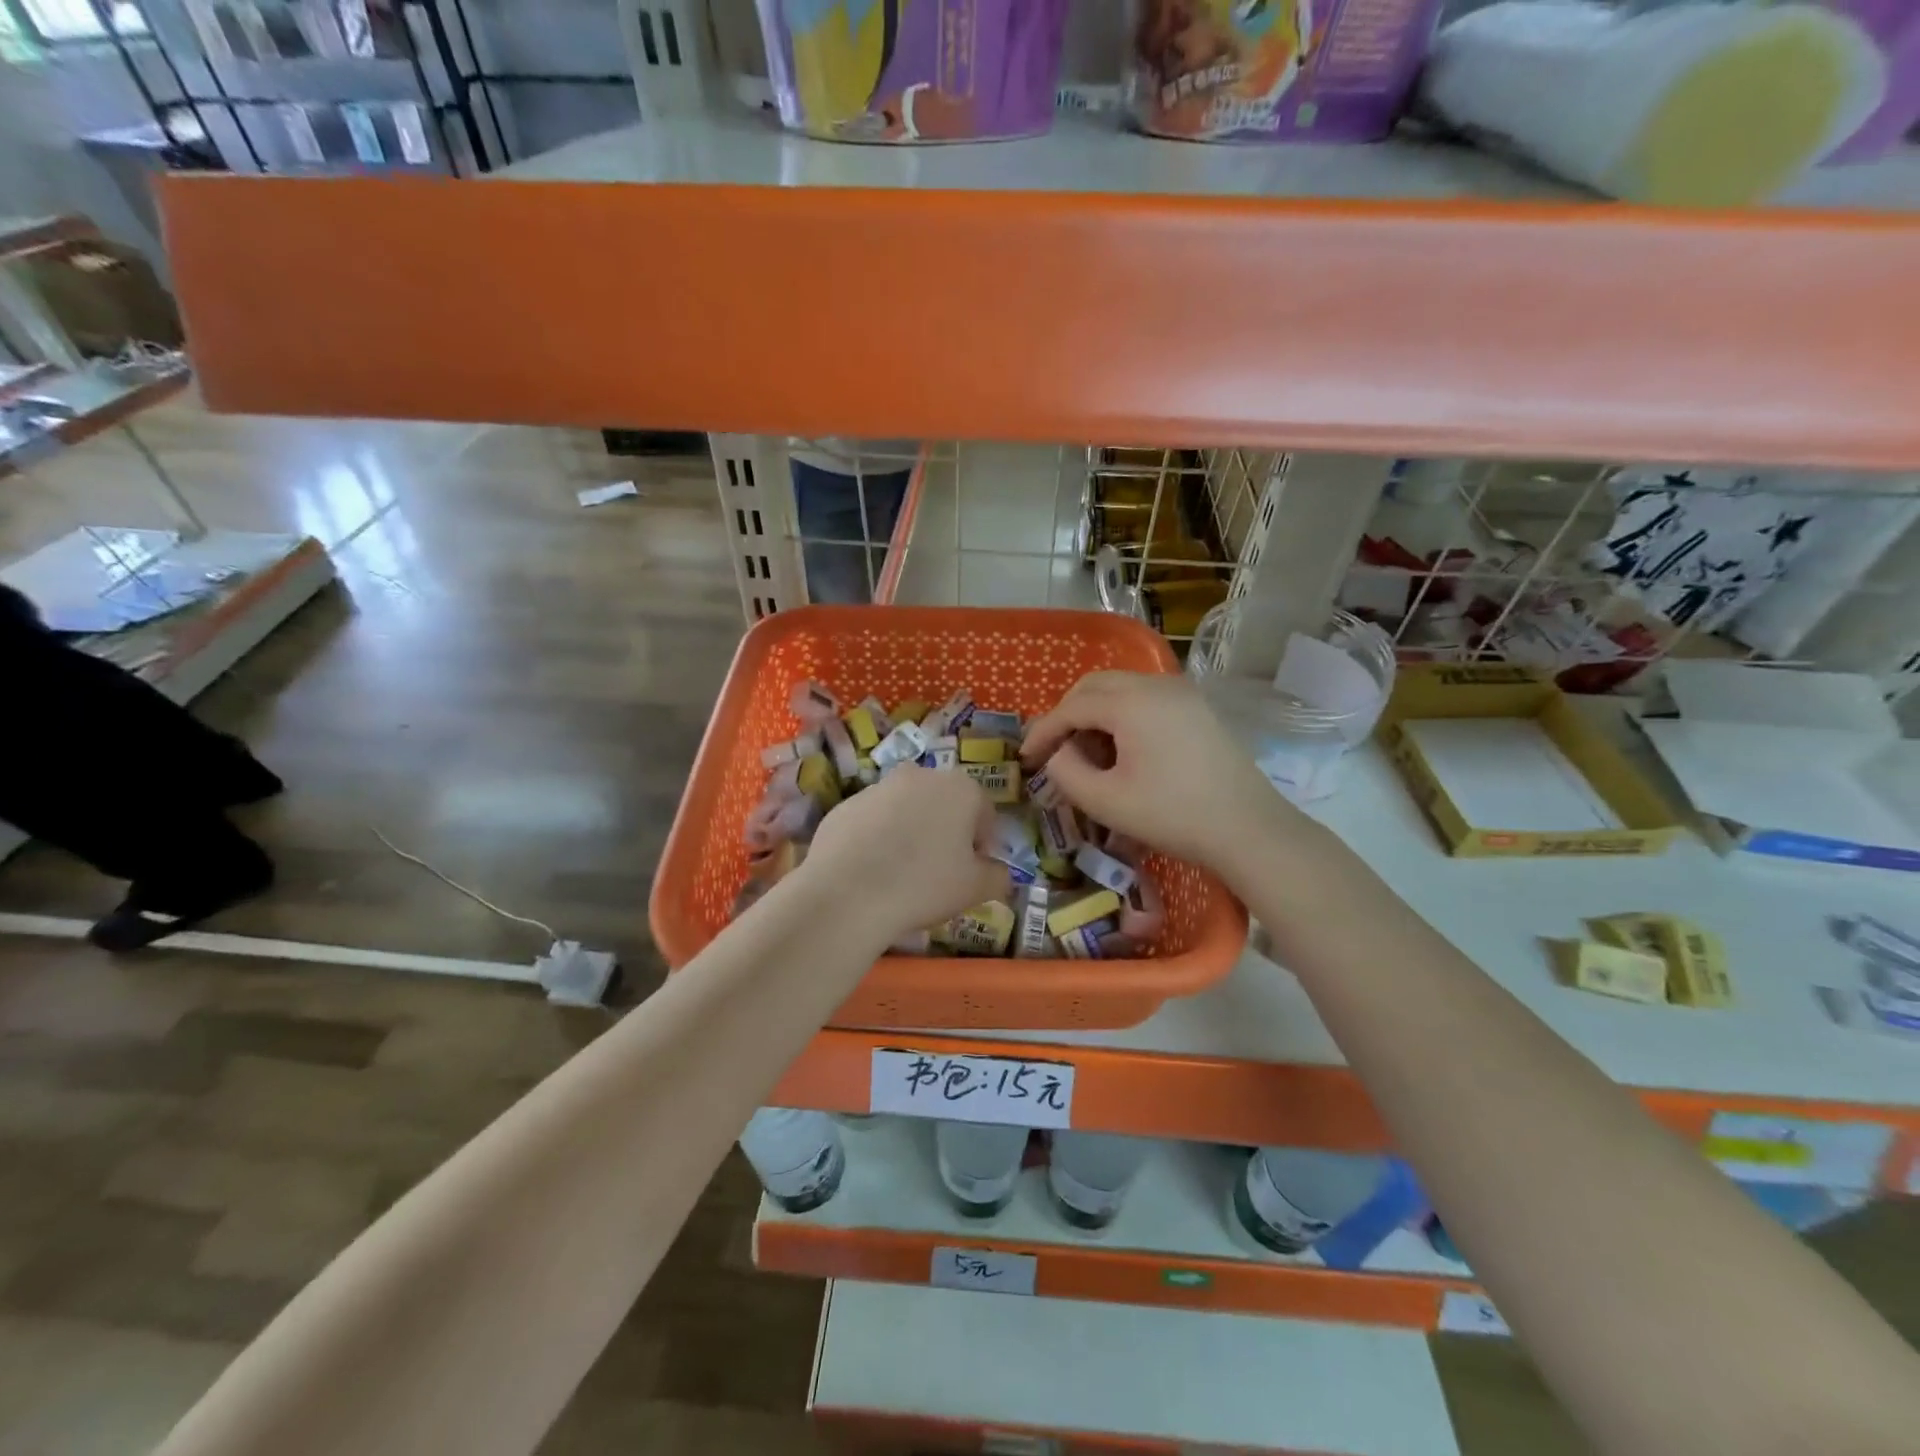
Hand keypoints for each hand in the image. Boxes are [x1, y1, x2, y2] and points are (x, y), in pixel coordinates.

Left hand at [799, 766, 1011, 946]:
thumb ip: (998, 876)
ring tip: (901, 872)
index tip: (973, 870)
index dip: (982, 843)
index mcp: (960, 788)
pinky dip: (877, 838)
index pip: (984, 812)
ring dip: (910, 831)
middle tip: (940, 870)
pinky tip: (871, 870)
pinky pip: (872, 820)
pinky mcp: (845, 804)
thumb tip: (1000, 872)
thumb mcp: (976, 889)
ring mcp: (878, 787)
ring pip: (906, 809)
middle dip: (946, 830)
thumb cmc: (924, 884)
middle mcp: (920, 775)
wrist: (847, 892)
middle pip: (943, 804)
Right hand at [1021, 671, 1312, 874]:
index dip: (1043, 731)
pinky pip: (1145, 698)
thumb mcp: (1106, 801)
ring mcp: (1181, 693)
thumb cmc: (1172, 815)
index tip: (1025, 758)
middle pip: (1094, 686)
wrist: (1248, 828)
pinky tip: (1122, 751)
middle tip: (1053, 749)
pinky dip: (1121, 716)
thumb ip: (1066, 772)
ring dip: (1094, 714)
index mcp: (1130, 702)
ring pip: (1120, 688)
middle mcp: (1155, 684)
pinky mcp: (1196, 708)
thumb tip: (1057, 754)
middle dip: (1067, 714)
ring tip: (1087, 754)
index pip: (1071, 707)